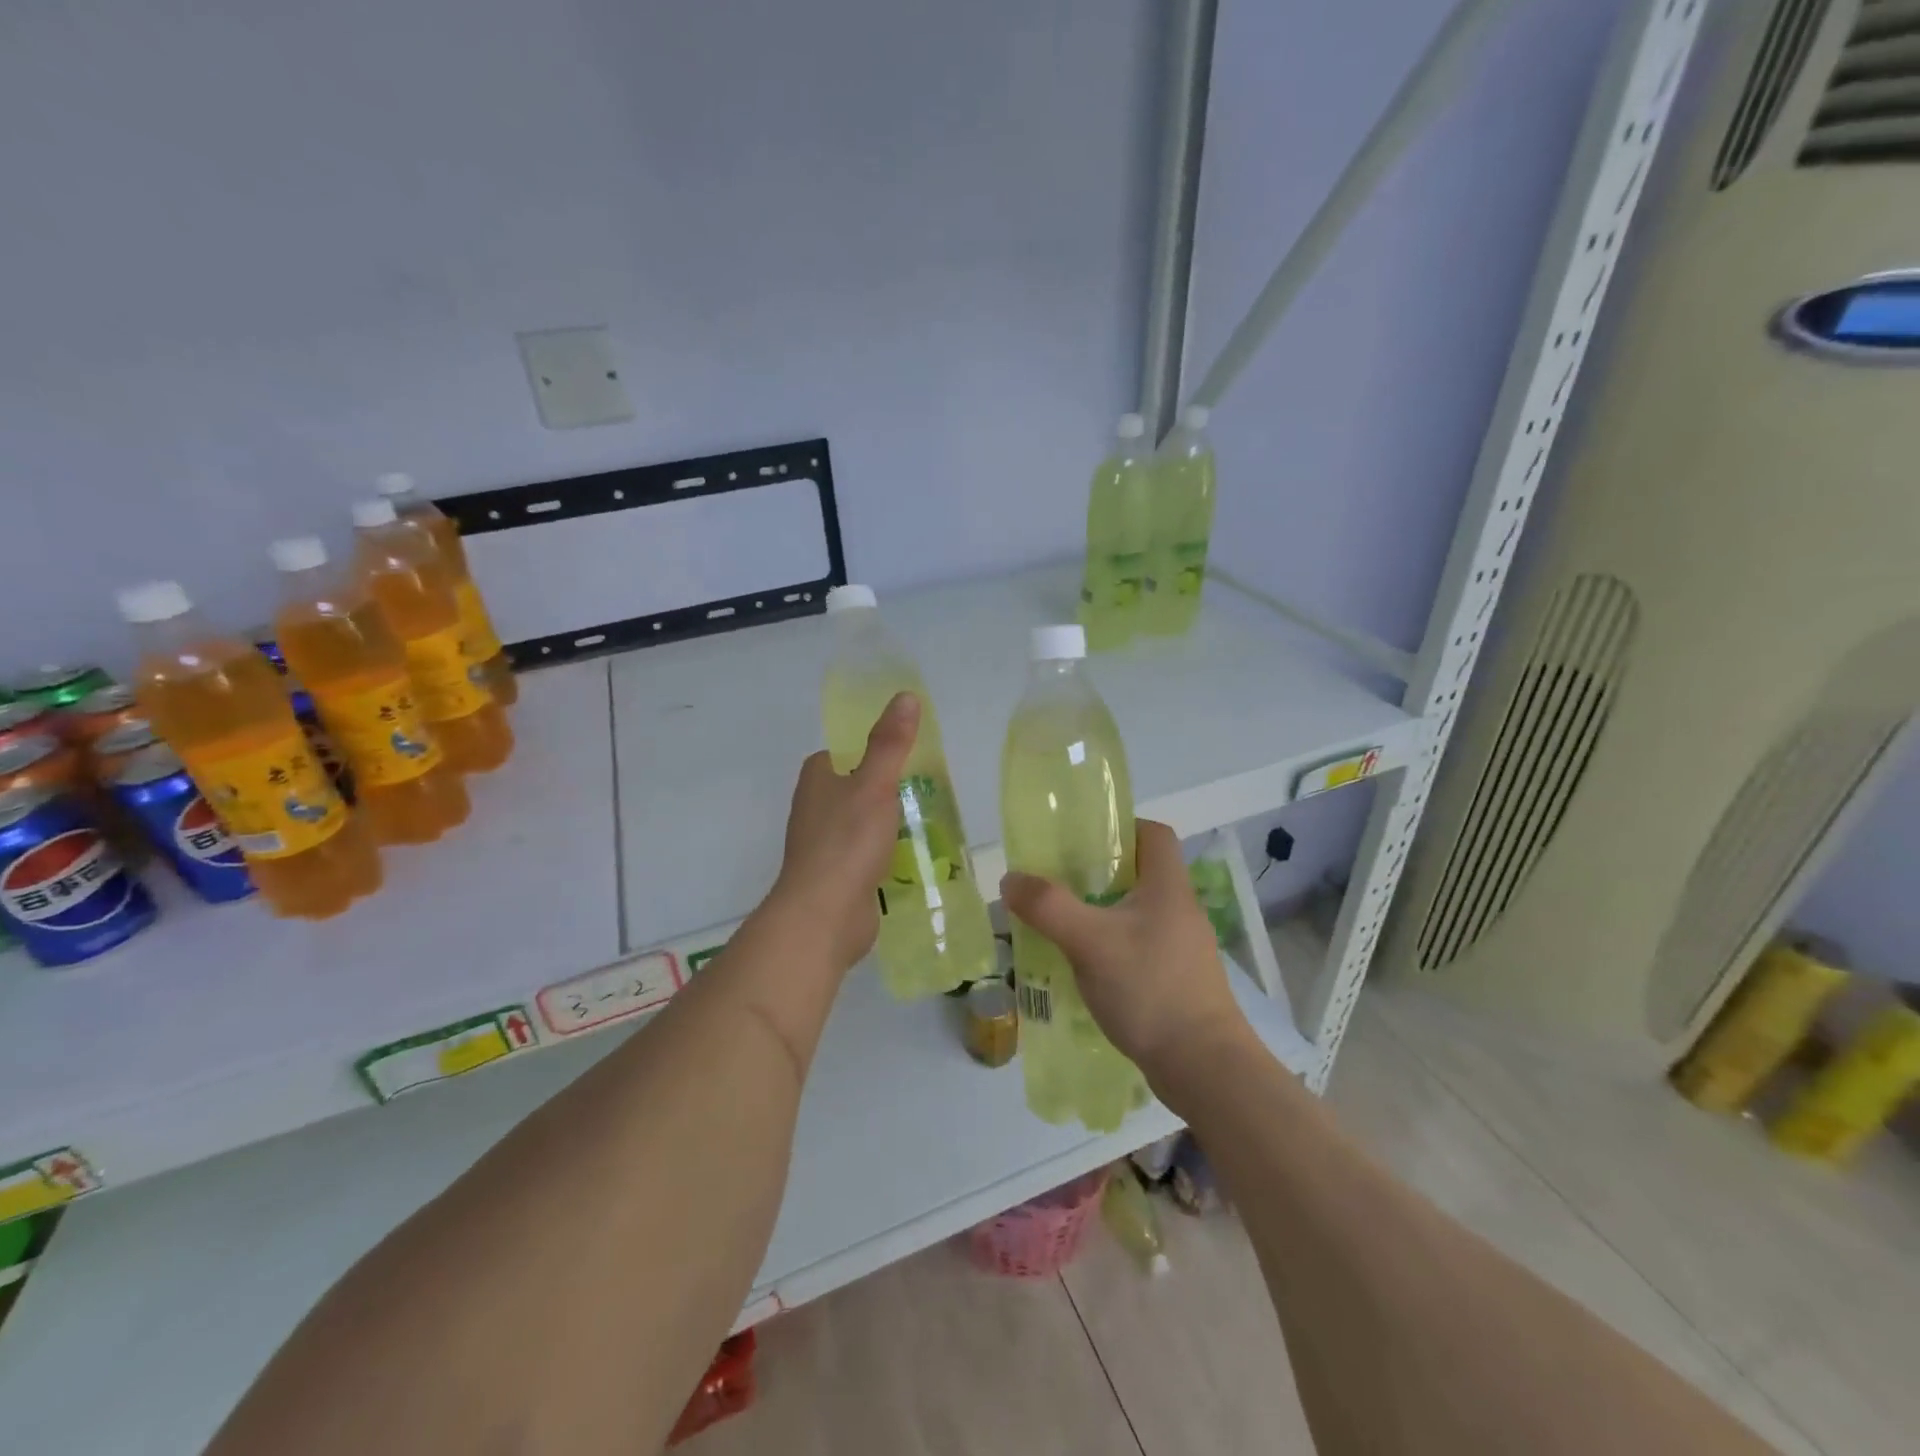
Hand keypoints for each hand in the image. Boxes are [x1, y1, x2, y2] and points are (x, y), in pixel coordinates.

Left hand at [772, 692, 919, 970]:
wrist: (824, 915)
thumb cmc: (847, 841)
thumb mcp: (875, 784)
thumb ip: (891, 743)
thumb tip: (906, 696)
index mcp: (817, 778)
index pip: (847, 753)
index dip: (877, 753)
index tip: (912, 760)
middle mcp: (815, 807)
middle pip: (859, 788)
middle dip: (891, 791)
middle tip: (931, 792)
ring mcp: (824, 844)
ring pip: (864, 823)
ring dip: (891, 824)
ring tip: (930, 824)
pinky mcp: (837, 876)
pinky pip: (867, 855)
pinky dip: (888, 854)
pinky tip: (915, 859)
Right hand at [1001, 820, 1250, 1084]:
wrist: (1203, 1067)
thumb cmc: (1150, 988)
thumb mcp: (1089, 942)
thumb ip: (1047, 907)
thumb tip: (1011, 879)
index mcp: (1168, 887)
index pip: (1153, 834)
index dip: (1121, 827)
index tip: (1082, 841)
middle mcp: (1180, 910)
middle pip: (1140, 874)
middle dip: (1098, 875)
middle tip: (1058, 884)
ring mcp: (1183, 949)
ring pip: (1136, 915)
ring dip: (1101, 915)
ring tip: (1062, 928)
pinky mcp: (1178, 982)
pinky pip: (1139, 950)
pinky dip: (1112, 950)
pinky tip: (1084, 971)